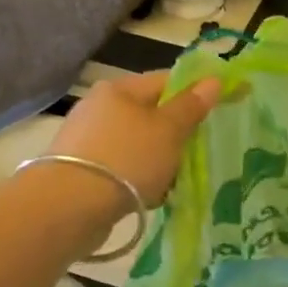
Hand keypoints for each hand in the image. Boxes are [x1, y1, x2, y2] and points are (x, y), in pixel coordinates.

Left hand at [50, 69, 220, 210]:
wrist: (70, 206)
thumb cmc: (127, 159)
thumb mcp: (168, 130)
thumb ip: (190, 107)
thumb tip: (213, 80)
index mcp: (119, 89)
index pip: (164, 81)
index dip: (193, 94)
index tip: (216, 112)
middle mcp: (98, 108)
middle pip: (149, 116)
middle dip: (174, 136)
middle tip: (195, 155)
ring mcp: (86, 140)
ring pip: (136, 146)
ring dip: (156, 163)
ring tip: (173, 184)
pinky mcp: (80, 171)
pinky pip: (120, 170)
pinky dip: (137, 180)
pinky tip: (148, 198)